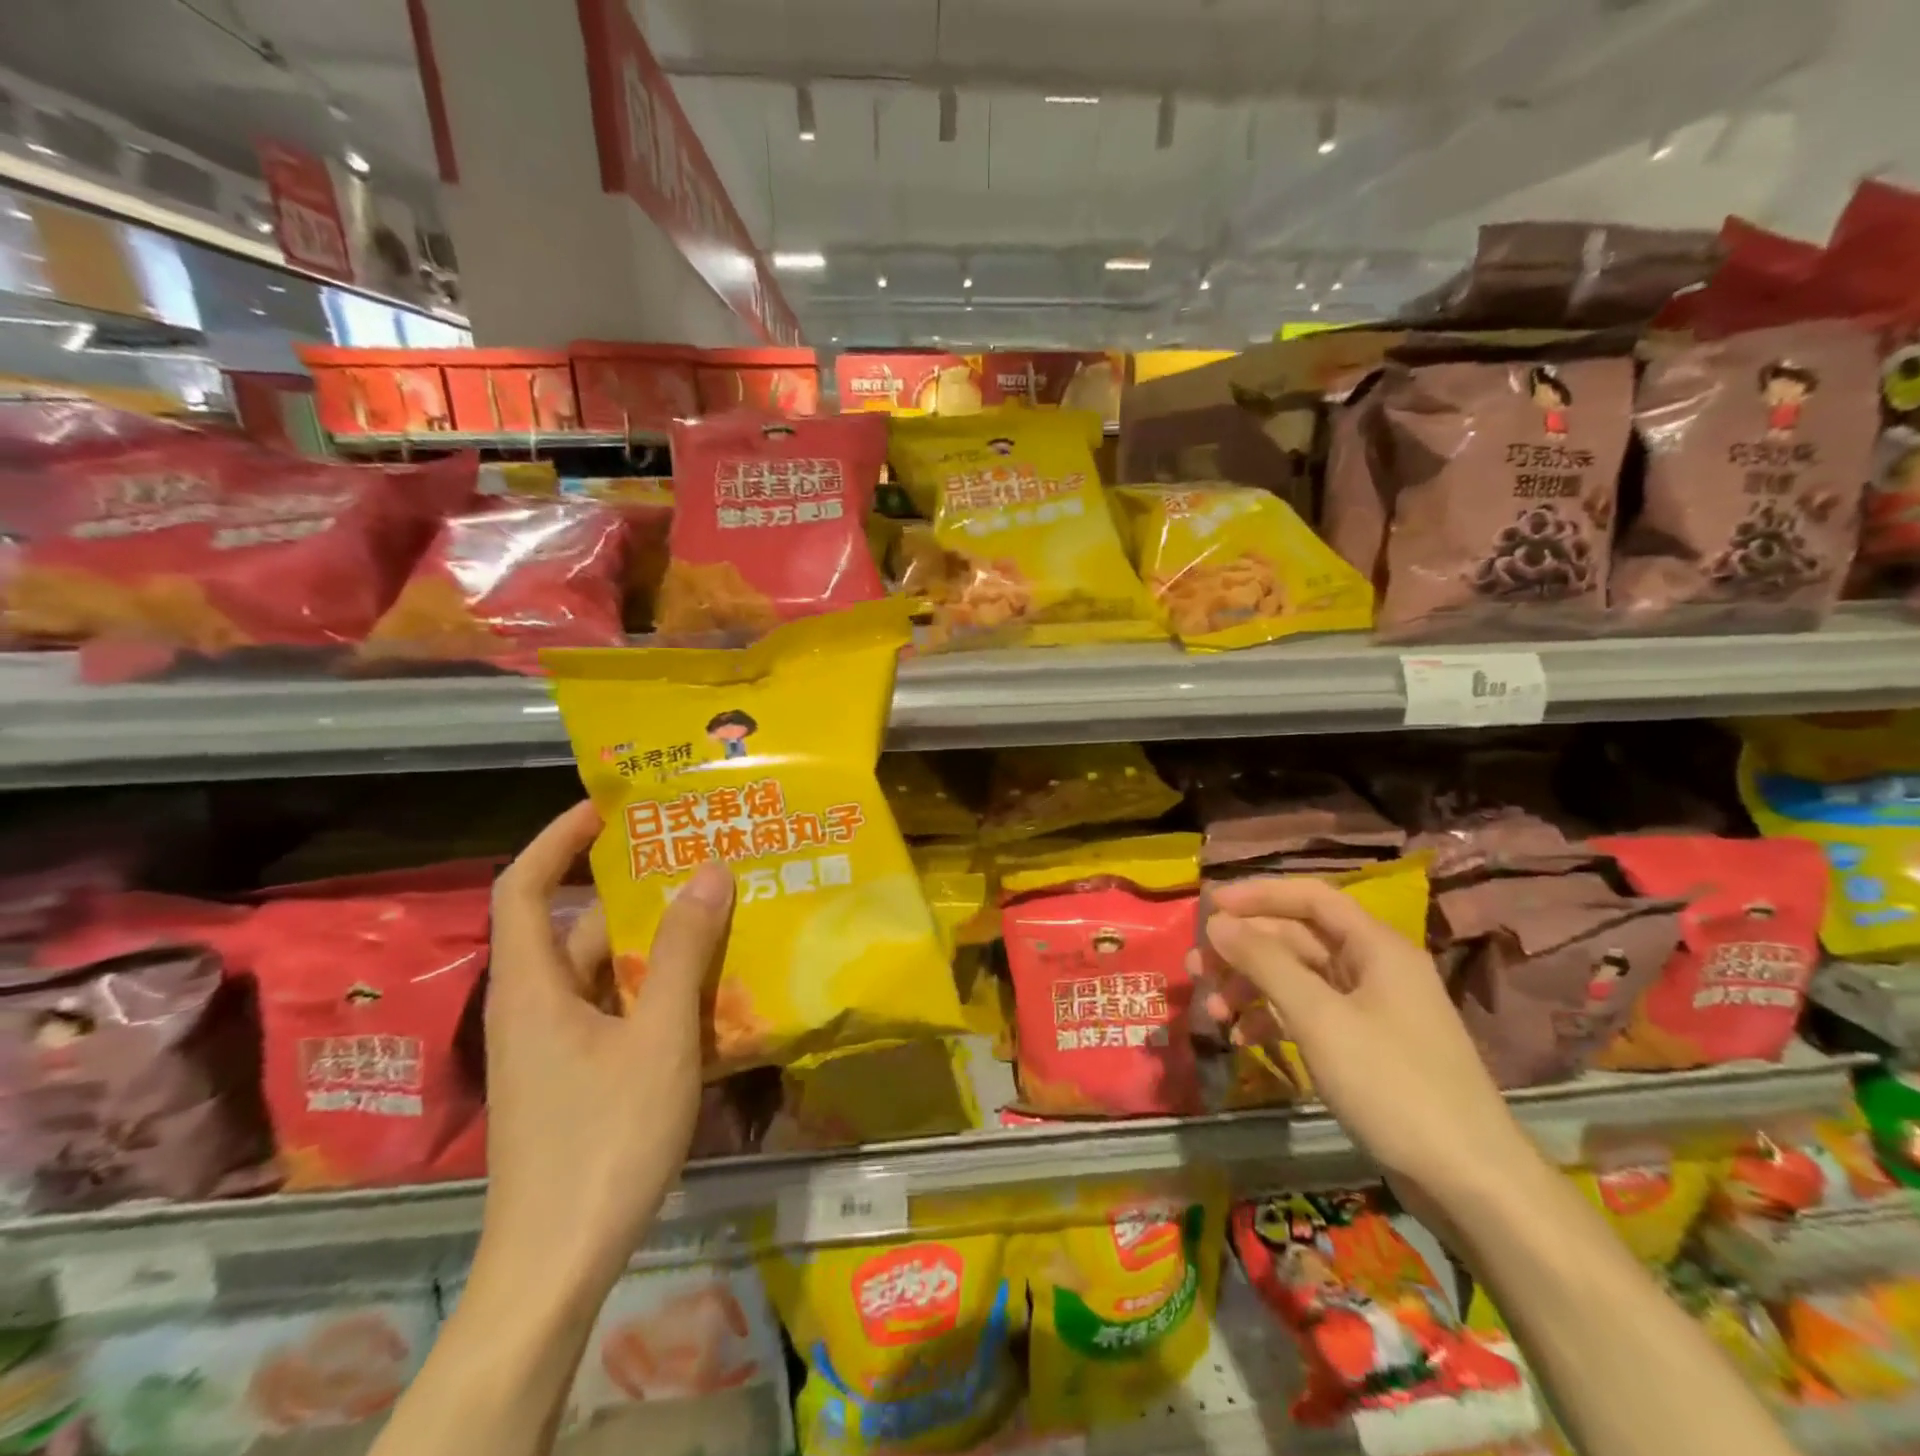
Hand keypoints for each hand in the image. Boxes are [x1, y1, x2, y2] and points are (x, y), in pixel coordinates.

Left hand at [479, 801, 734, 1292]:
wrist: (555, 1266)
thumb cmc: (602, 1140)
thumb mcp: (657, 1038)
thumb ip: (683, 952)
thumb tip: (710, 870)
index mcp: (533, 987)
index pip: (524, 886)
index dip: (558, 839)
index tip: (609, 806)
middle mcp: (536, 1006)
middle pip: (579, 927)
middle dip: (635, 890)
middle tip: (699, 859)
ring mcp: (556, 1046)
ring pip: (606, 972)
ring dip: (657, 943)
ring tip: (721, 914)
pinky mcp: (577, 1076)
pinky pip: (618, 1009)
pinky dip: (658, 989)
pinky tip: (711, 989)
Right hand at [1197, 877, 1535, 1205]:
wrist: (1471, 1183)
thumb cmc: (1393, 1085)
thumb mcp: (1319, 1018)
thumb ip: (1264, 963)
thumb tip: (1217, 922)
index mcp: (1376, 947)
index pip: (1310, 897)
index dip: (1258, 895)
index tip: (1209, 906)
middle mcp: (1374, 968)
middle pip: (1297, 938)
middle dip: (1244, 949)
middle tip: (1196, 967)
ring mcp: (1371, 1010)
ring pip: (1298, 979)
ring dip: (1251, 988)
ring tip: (1212, 1012)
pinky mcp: (1365, 1048)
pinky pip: (1308, 1016)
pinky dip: (1273, 1020)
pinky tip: (1243, 1039)